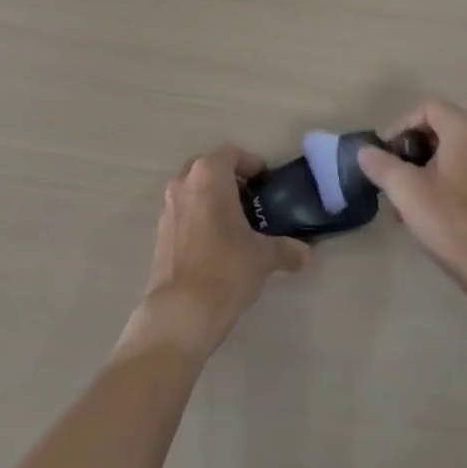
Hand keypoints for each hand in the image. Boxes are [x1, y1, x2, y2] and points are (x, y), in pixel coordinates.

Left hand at [122, 146, 310, 361]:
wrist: (180, 313)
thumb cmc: (226, 269)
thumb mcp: (263, 257)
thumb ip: (287, 250)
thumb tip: (307, 255)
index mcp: (209, 174)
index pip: (232, 154)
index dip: (252, 164)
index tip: (267, 182)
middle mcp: (184, 182)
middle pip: (210, 169)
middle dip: (231, 180)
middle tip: (253, 201)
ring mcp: (168, 207)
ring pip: (194, 190)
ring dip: (213, 199)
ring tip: (237, 224)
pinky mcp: (159, 233)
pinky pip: (184, 212)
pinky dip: (200, 217)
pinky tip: (217, 244)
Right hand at [357, 101, 466, 316]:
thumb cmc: (451, 222)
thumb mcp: (406, 191)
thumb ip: (381, 165)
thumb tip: (365, 151)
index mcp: (466, 130)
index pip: (427, 107)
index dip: (400, 125)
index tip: (384, 153)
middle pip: (439, 127)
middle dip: (410, 148)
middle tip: (391, 173)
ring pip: (450, 150)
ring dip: (423, 167)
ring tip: (403, 198)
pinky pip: (464, 168)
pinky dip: (442, 178)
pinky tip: (426, 210)